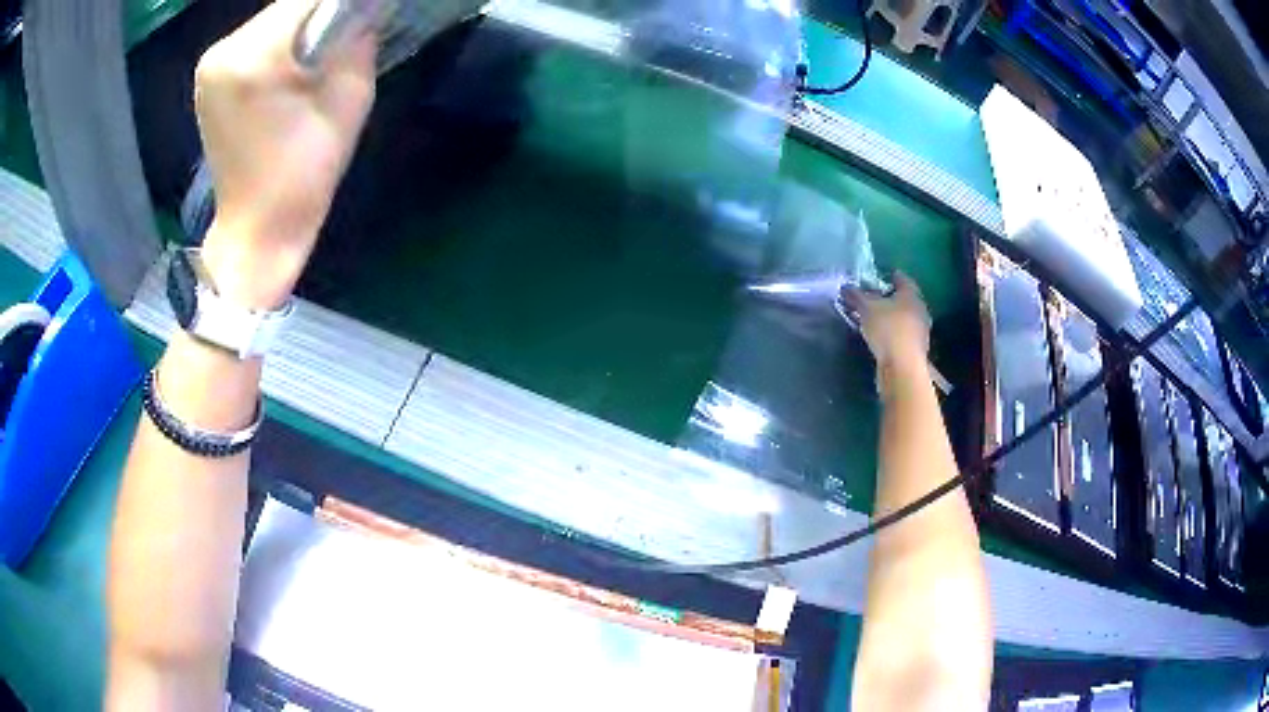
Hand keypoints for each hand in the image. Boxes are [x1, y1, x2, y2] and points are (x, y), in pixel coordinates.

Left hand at [194, 0, 376, 308]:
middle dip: (318, 15)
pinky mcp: (207, 79)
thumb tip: (360, 11)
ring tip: (310, 63)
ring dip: (298, 30)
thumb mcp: (351, 97)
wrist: (257, 227)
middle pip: (286, 7)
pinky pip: (252, 42)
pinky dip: (277, 45)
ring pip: (269, 22)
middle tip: (338, 43)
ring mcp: (209, 66)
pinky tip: (285, 75)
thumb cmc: (305, 172)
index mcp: (255, 56)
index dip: (339, 6)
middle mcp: (222, 51)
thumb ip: (357, 39)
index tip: (356, 22)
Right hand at [842, 271, 930, 375]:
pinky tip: (881, 336)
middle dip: (890, 298)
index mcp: (911, 295)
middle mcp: (920, 310)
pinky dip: (892, 332)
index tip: (881, 275)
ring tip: (875, 318)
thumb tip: (845, 287)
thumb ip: (856, 296)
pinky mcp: (915, 348)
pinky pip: (902, 334)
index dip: (891, 276)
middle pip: (904, 299)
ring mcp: (920, 331)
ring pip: (904, 317)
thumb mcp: (866, 308)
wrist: (902, 366)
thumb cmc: (888, 329)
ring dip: (892, 317)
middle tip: (874, 298)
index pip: (902, 279)